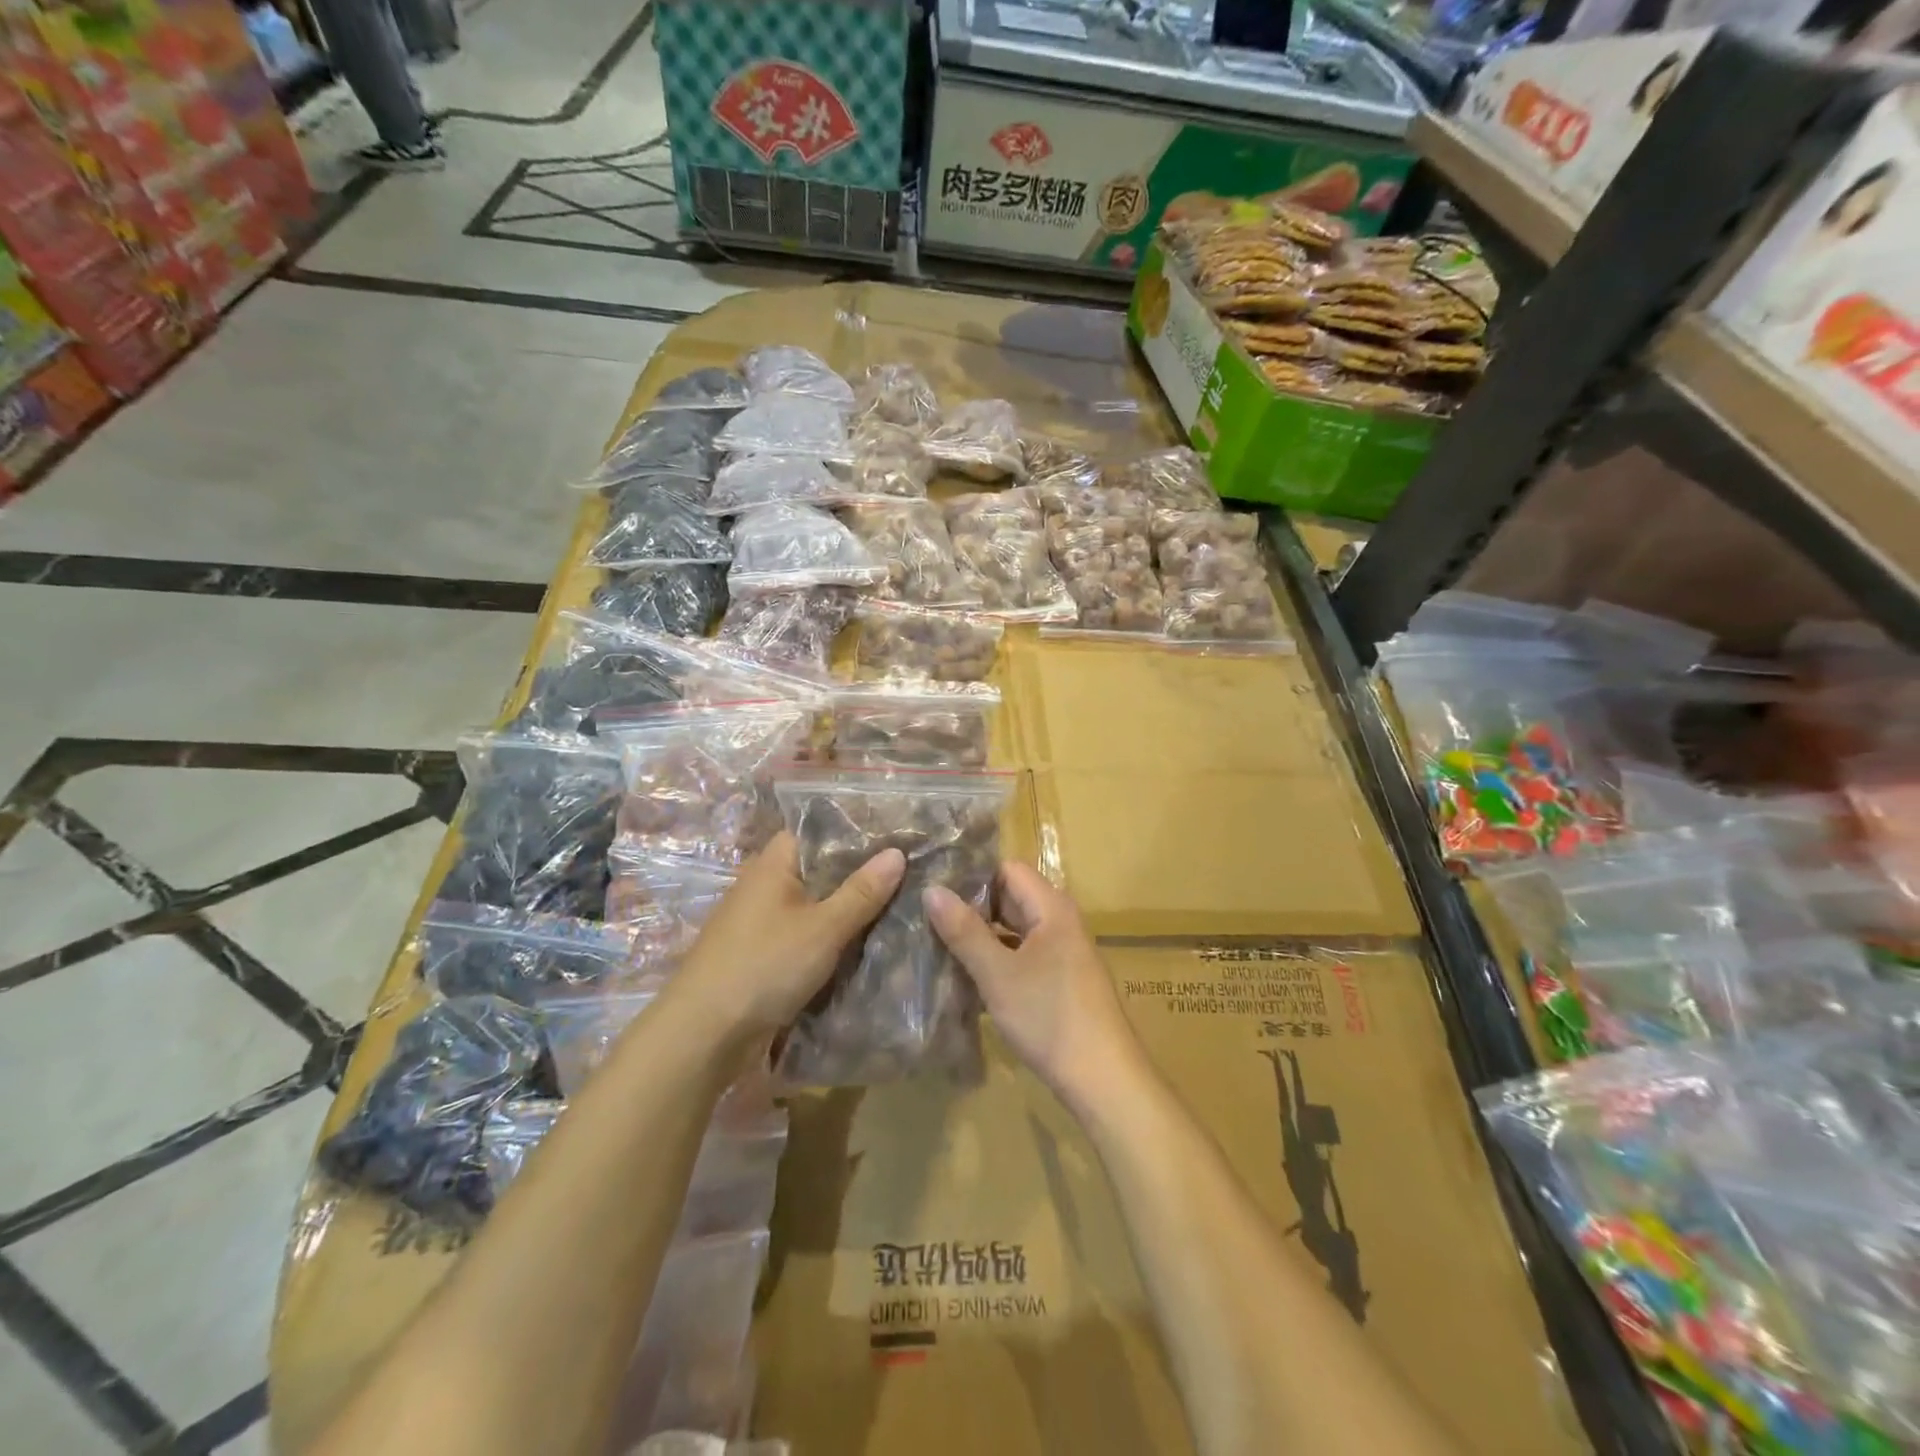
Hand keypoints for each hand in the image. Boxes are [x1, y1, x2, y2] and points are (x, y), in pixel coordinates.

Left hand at [668, 832, 904, 1046]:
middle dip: (855, 874)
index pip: (814, 831)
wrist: (704, 1034)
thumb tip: (898, 852)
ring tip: (893, 905)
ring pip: (810, 905)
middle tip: (904, 873)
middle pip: (815, 869)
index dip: (851, 831)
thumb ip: (861, 892)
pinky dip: (826, 937)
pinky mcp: (758, 954)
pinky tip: (859, 944)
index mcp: (771, 864)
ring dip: (842, 909)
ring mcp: (757, 922)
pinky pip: (801, 934)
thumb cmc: (764, 966)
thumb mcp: (823, 928)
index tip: (893, 836)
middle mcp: (761, 885)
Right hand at [924, 861, 1144, 1108]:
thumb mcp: (998, 974)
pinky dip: (996, 960)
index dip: (972, 875)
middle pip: (1010, 898)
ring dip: (980, 936)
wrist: (1103, 1079)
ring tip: (935, 943)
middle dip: (971, 907)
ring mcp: (1062, 952)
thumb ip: (964, 931)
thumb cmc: (1049, 1017)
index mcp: (1052, 908)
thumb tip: (931, 889)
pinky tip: (965, 976)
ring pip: (1013, 930)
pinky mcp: (1059, 979)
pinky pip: (1022, 955)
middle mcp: (1060, 921)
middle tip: (925, 916)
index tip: (934, 887)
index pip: (1007, 869)